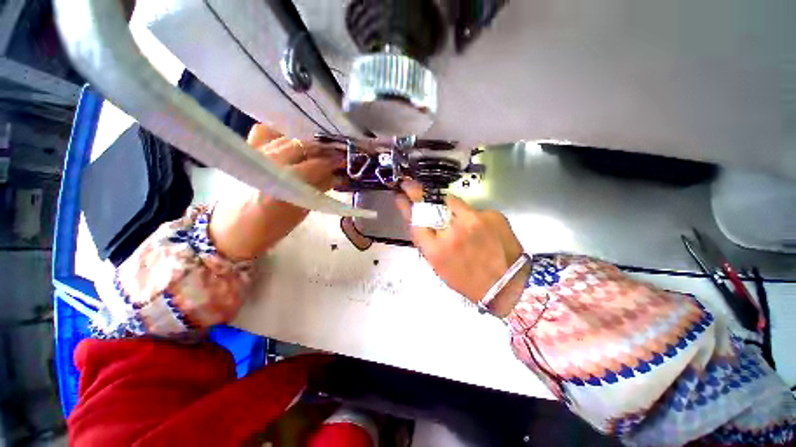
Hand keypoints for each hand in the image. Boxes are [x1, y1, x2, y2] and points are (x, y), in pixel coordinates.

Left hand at [209, 124, 345, 260]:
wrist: (233, 230)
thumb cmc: (271, 228)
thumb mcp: (301, 211)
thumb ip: (318, 189)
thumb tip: (337, 175)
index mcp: (281, 184)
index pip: (315, 165)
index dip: (333, 162)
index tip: (345, 161)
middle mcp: (265, 163)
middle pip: (302, 146)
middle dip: (324, 149)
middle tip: (337, 155)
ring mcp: (253, 154)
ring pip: (287, 137)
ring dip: (307, 143)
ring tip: (320, 151)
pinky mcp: (245, 152)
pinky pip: (265, 133)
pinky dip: (281, 134)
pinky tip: (291, 142)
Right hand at [395, 180, 527, 316]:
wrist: (507, 286)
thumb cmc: (467, 281)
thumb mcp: (439, 267)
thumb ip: (429, 242)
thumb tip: (424, 221)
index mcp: (436, 250)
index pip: (415, 221)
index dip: (405, 206)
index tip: (399, 195)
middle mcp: (451, 232)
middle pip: (430, 205)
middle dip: (417, 192)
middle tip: (409, 184)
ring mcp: (472, 221)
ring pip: (450, 201)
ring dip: (445, 203)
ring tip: (450, 212)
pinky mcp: (491, 215)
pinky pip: (471, 208)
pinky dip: (468, 215)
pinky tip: (475, 228)